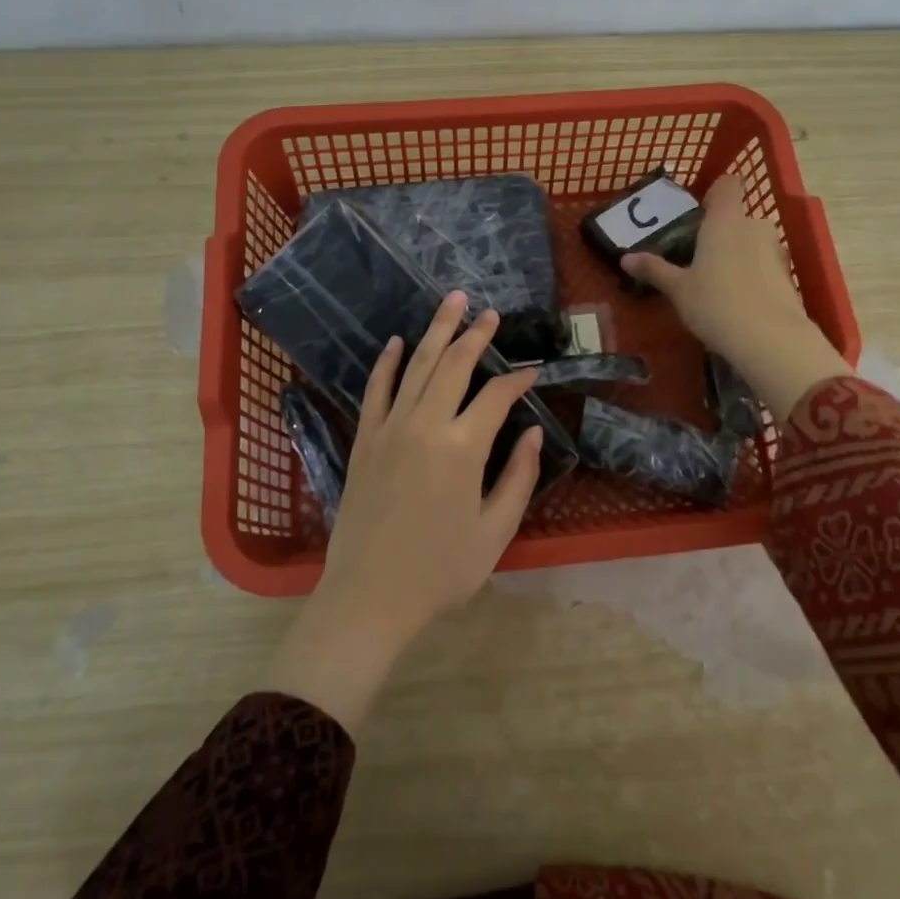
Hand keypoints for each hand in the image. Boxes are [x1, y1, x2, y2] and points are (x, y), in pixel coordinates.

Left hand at [265, 291, 543, 733]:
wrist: (370, 597)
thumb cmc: (441, 571)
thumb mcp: (495, 531)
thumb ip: (519, 477)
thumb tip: (535, 432)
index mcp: (462, 448)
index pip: (496, 396)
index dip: (518, 380)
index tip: (533, 371)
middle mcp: (425, 425)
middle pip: (454, 365)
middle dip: (476, 334)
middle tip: (490, 313)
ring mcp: (390, 428)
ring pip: (417, 366)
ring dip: (437, 331)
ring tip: (452, 301)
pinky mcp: (365, 440)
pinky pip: (376, 390)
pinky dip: (387, 363)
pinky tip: (396, 341)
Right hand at [622, 175, 850, 416]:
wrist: (771, 340)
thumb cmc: (715, 304)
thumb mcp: (678, 289)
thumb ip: (654, 270)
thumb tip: (625, 258)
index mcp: (725, 220)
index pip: (728, 184)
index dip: (714, 194)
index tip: (697, 214)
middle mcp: (754, 226)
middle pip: (738, 216)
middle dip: (721, 232)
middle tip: (697, 258)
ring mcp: (776, 250)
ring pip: (753, 241)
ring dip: (738, 254)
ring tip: (717, 283)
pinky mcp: (788, 276)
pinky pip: (765, 265)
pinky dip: (753, 275)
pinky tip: (739, 302)